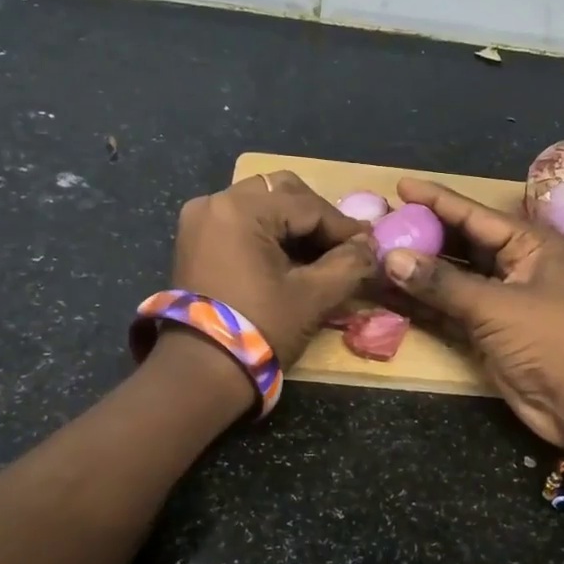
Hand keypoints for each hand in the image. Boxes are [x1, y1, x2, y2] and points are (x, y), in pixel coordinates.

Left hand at [168, 171, 376, 368]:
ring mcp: (199, 219)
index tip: (369, 243)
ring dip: (292, 223)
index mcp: (241, 209)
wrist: (201, 370)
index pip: (307, 205)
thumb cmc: (260, 327)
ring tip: (319, 252)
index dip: (342, 225)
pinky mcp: (194, 239)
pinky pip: (239, 220)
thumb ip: (349, 264)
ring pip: (259, 204)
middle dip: (316, 216)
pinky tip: (290, 256)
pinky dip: (267, 232)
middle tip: (343, 244)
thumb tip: (369, 246)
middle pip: (280, 192)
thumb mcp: (313, 296)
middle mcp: (215, 202)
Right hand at [383, 178, 563, 446]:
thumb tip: (390, 258)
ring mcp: (500, 298)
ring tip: (374, 256)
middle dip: (421, 235)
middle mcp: (515, 265)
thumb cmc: (551, 342)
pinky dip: (422, 302)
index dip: (436, 201)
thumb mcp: (496, 307)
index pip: (474, 215)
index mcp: (530, 245)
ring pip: (450, 277)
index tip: (399, 186)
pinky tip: (389, 293)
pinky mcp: (487, 329)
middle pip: (460, 243)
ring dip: (416, 271)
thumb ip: (441, 283)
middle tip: (379, 224)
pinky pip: (448, 307)